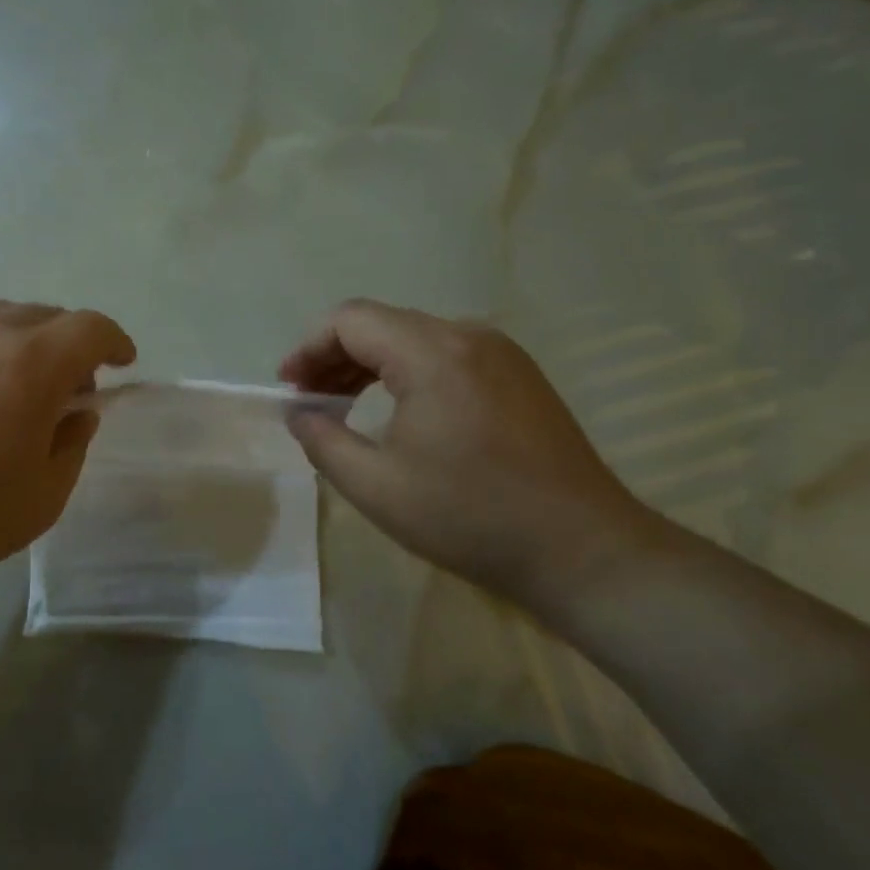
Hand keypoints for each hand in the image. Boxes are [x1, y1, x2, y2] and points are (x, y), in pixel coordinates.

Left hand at [0, 298, 135, 591]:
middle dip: (66, 348)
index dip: (114, 341)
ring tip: (2, 382)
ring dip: (16, 341)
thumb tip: (76, 412)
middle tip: (60, 391)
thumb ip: (73, 443)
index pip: (91, 328)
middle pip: (44, 316)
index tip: (121, 363)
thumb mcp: (44, 497)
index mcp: (32, 365)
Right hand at [280, 300, 662, 608]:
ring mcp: (501, 353)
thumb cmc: (469, 517)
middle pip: (382, 324)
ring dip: (370, 364)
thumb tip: (298, 413)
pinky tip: (397, 410)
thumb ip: (322, 440)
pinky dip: (407, 372)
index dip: (308, 347)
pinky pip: (446, 355)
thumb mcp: (376, 485)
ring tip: (342, 406)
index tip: (288, 387)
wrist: (582, 549)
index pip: (350, 320)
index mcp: (432, 353)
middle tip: (308, 401)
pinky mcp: (519, 376)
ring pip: (414, 338)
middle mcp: (468, 336)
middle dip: (334, 356)